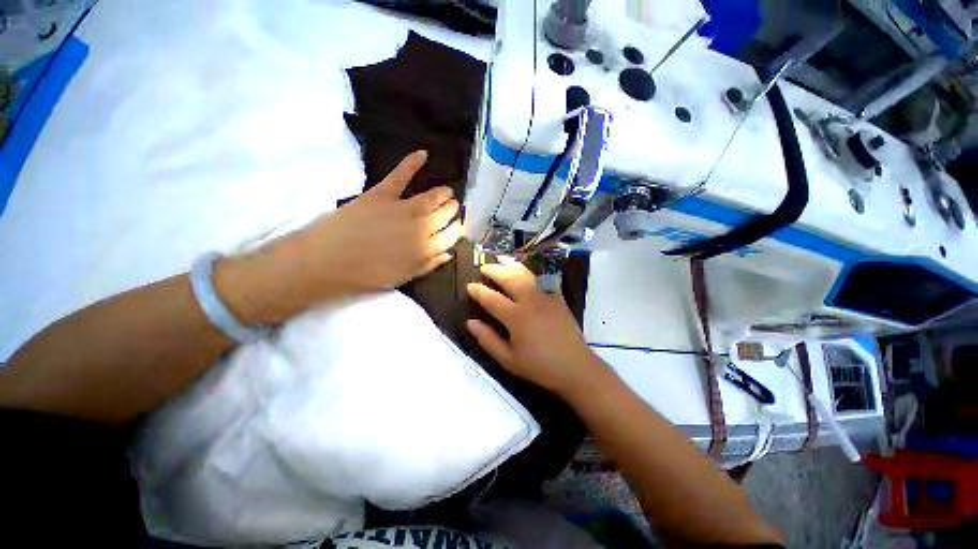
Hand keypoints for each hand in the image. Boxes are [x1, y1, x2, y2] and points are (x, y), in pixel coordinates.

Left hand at [291, 150, 462, 295]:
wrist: (328, 260)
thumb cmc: (367, 274)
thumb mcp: (403, 277)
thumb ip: (428, 265)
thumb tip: (448, 254)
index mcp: (426, 248)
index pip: (451, 235)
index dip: (457, 230)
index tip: (458, 227)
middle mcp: (421, 226)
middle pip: (444, 215)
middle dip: (453, 211)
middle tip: (454, 208)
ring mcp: (402, 207)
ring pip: (431, 197)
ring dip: (443, 193)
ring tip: (447, 191)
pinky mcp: (382, 194)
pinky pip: (400, 175)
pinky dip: (412, 162)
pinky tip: (423, 153)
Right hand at [465, 258, 603, 396]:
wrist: (575, 367)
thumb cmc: (539, 366)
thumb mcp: (508, 359)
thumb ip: (488, 339)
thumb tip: (470, 322)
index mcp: (516, 317)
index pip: (492, 299)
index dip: (479, 291)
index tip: (469, 286)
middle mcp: (530, 301)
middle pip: (509, 279)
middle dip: (494, 271)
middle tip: (484, 266)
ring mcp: (545, 296)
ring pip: (525, 274)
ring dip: (511, 264)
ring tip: (501, 258)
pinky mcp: (557, 297)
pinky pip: (543, 278)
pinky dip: (531, 271)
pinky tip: (525, 269)